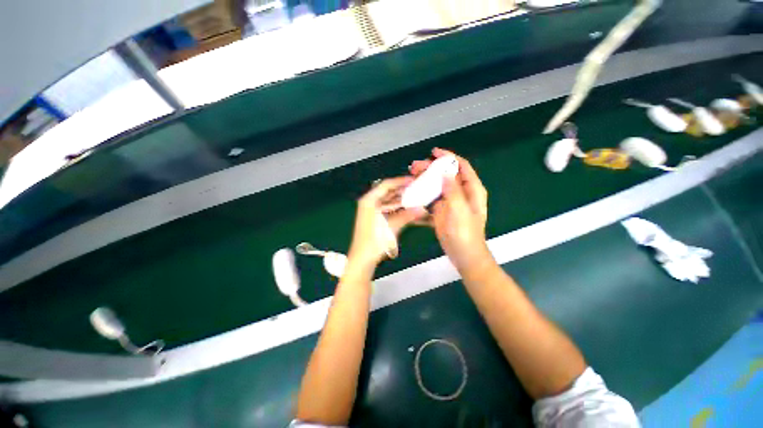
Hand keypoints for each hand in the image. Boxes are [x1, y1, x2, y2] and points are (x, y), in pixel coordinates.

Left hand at [347, 177, 426, 269]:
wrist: (363, 259)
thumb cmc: (374, 241)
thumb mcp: (392, 226)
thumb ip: (407, 216)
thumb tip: (422, 209)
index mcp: (369, 200)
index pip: (386, 185)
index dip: (400, 181)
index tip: (413, 180)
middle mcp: (370, 203)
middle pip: (388, 193)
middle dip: (403, 191)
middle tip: (418, 189)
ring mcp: (372, 212)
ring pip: (390, 202)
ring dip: (402, 201)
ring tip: (417, 198)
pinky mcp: (376, 220)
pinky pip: (389, 210)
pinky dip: (399, 210)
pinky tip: (410, 210)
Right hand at [410, 148, 491, 272]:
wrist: (463, 255)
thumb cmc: (466, 234)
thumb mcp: (461, 212)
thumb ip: (454, 191)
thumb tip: (446, 172)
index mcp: (472, 190)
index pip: (461, 167)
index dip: (448, 157)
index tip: (433, 152)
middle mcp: (461, 193)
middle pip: (446, 174)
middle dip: (431, 168)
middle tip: (414, 166)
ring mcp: (450, 202)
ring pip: (437, 185)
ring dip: (425, 179)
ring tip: (411, 175)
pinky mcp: (441, 210)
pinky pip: (432, 197)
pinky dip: (423, 193)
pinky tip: (413, 191)